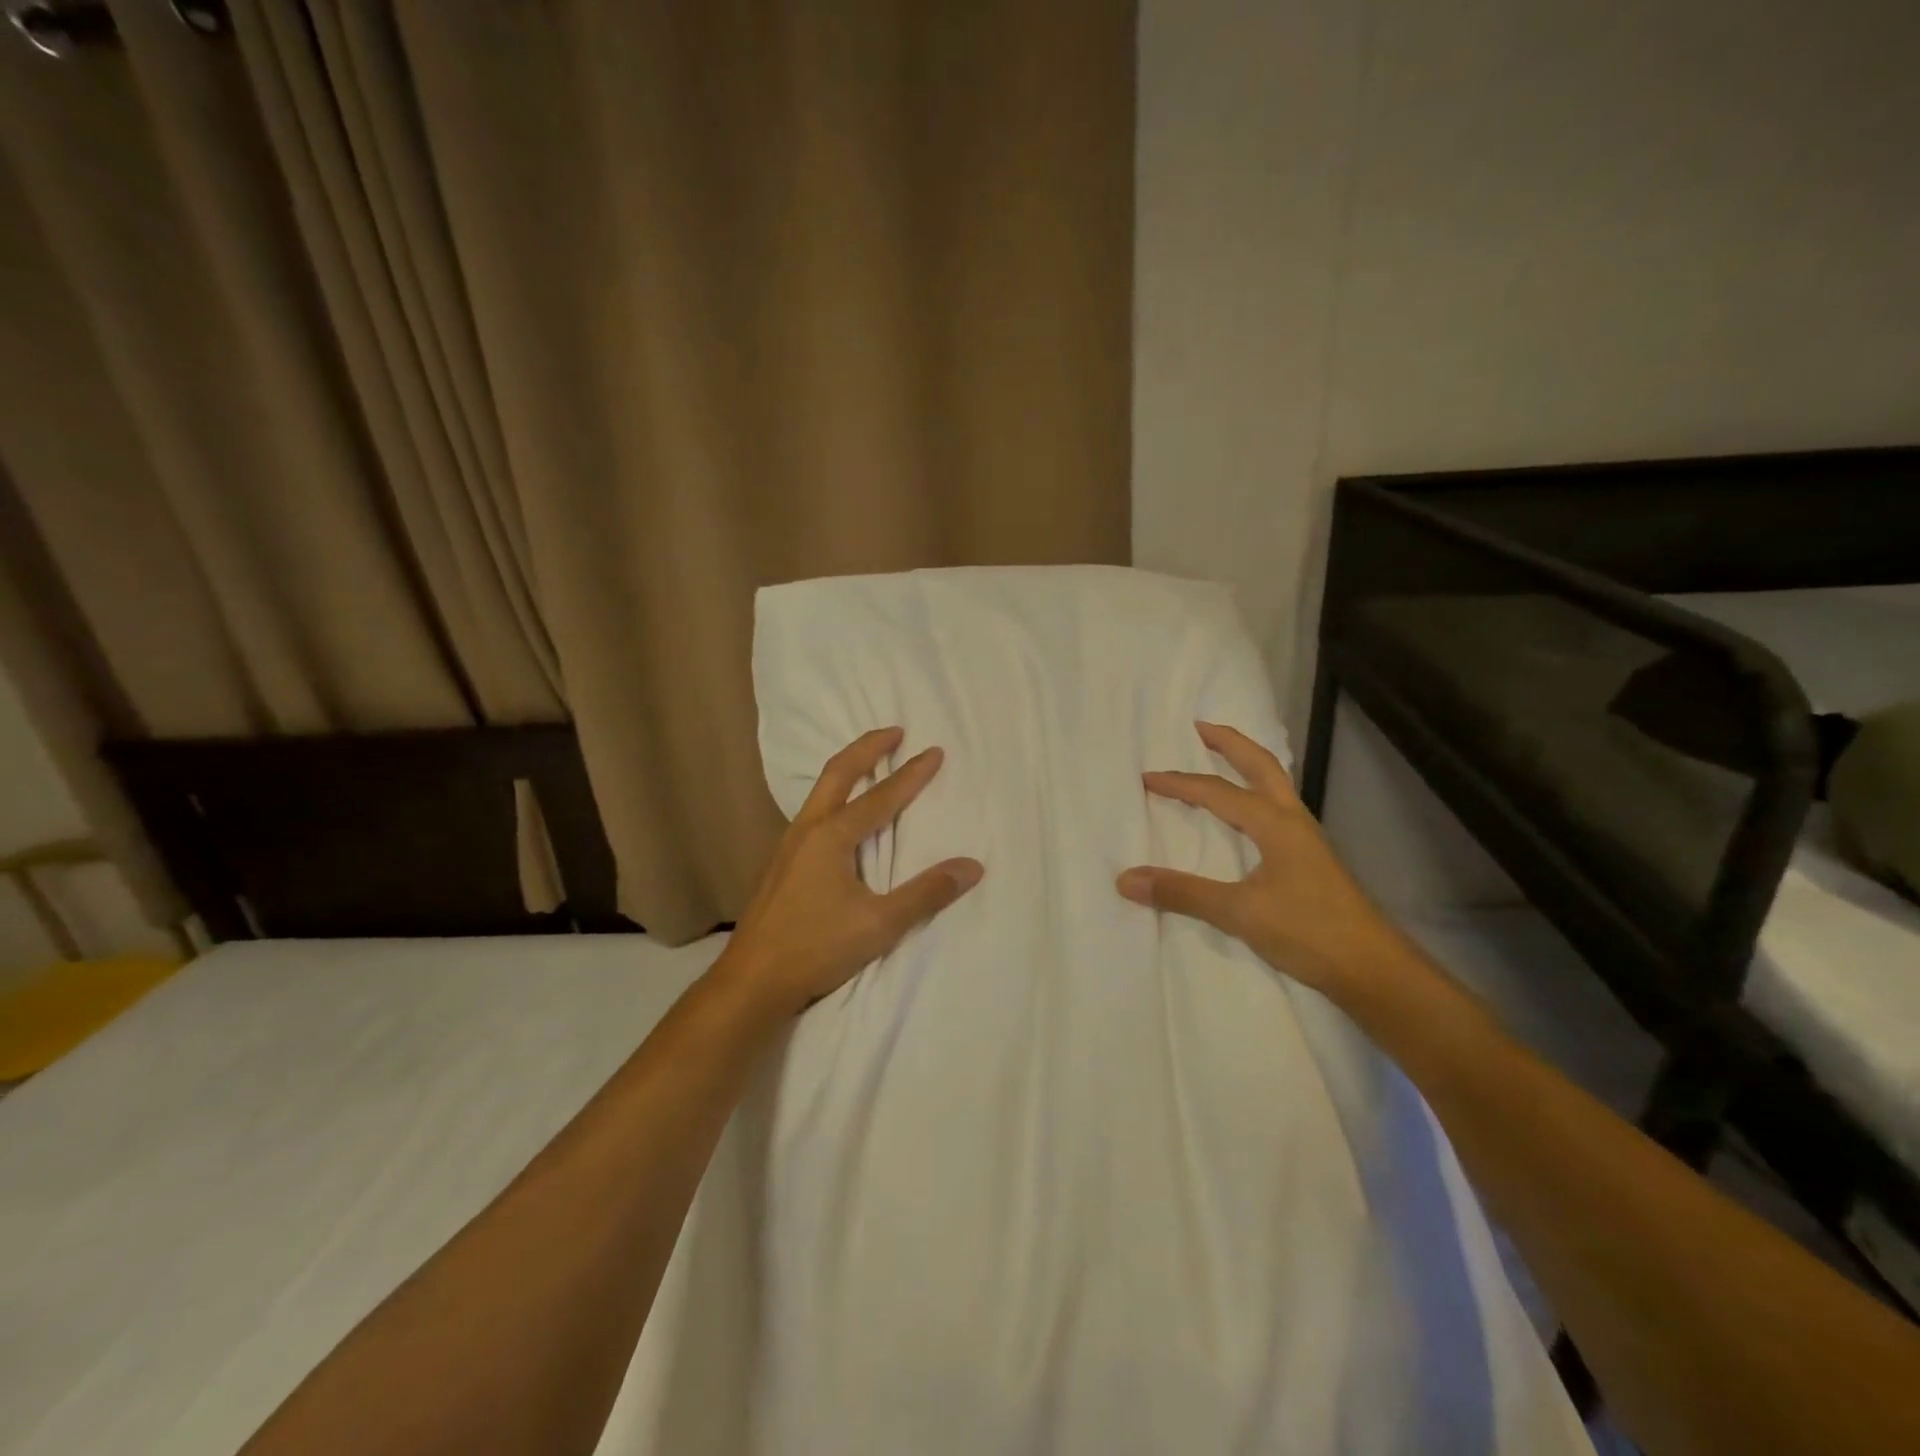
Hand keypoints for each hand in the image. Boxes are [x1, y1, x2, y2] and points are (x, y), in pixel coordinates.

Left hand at [718, 727, 983, 1017]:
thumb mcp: (879, 924)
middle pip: (837, 773)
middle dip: (867, 748)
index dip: (911, 774)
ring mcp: (787, 845)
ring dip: (847, 769)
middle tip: (894, 731)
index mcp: (831, 836)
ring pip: (819, 792)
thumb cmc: (816, 948)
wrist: (751, 981)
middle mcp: (807, 830)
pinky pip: (811, 813)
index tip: (934, 751)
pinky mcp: (780, 864)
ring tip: (869, 764)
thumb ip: (926, 894)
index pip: (880, 797)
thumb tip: (972, 866)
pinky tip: (839, 817)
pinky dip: (833, 796)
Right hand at [1116, 721, 1404, 1000]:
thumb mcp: (1239, 912)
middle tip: (1199, 728)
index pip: (1218, 792)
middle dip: (1229, 743)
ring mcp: (1306, 839)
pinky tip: (1246, 815)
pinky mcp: (1310, 860)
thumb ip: (1183, 893)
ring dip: (1246, 765)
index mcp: (1275, 823)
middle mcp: (1292, 820)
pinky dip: (1256, 795)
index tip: (1146, 778)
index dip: (1180, 783)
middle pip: (1261, 766)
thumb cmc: (1309, 931)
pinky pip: (1277, 810)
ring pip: (1274, 785)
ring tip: (1221, 759)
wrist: (1372, 968)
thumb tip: (1126, 879)